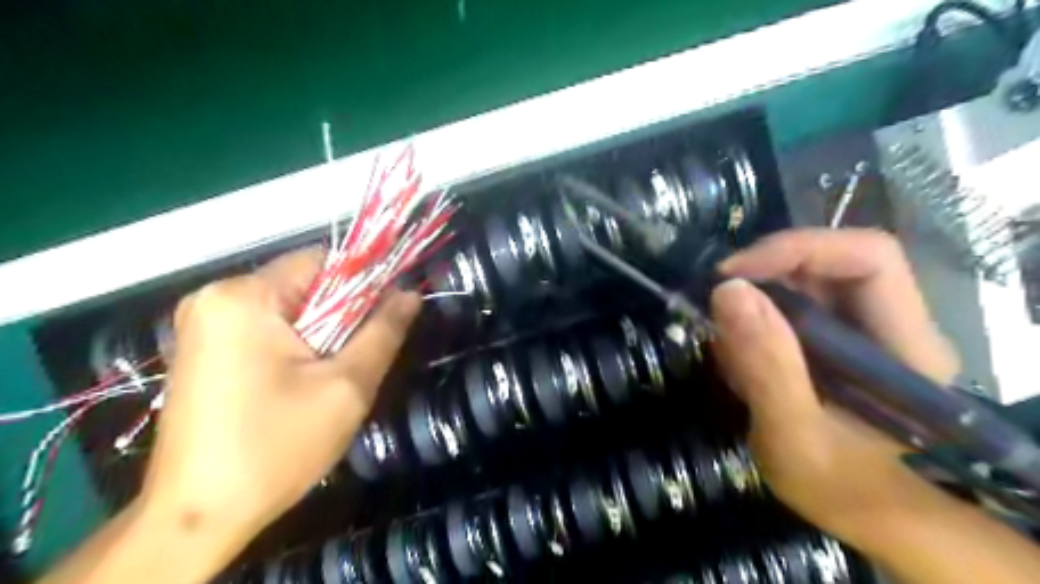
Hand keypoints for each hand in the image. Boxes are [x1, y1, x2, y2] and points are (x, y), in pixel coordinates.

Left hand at [140, 248, 418, 554]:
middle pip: (304, 285)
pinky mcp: (201, 350)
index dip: (364, 282)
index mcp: (244, 297)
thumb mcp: (347, 386)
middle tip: (355, 359)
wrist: (197, 518)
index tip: (386, 316)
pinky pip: (265, 329)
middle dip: (340, 315)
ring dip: (320, 334)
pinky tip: (299, 384)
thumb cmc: (276, 447)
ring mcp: (201, 324)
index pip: (323, 261)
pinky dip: (294, 346)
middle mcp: (214, 298)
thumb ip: (384, 332)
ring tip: (329, 377)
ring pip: (288, 309)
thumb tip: (411, 293)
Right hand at [708, 228, 957, 542]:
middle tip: (716, 305)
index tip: (734, 275)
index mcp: (905, 345)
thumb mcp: (793, 435)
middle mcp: (892, 324)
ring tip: (727, 349)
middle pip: (831, 262)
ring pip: (805, 281)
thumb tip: (728, 290)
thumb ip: (767, 367)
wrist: (861, 510)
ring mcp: (864, 330)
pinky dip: (754, 321)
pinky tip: (739, 359)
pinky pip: (792, 305)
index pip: (868, 257)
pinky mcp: (839, 339)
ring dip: (755, 301)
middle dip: (766, 275)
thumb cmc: (838, 485)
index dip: (798, 250)